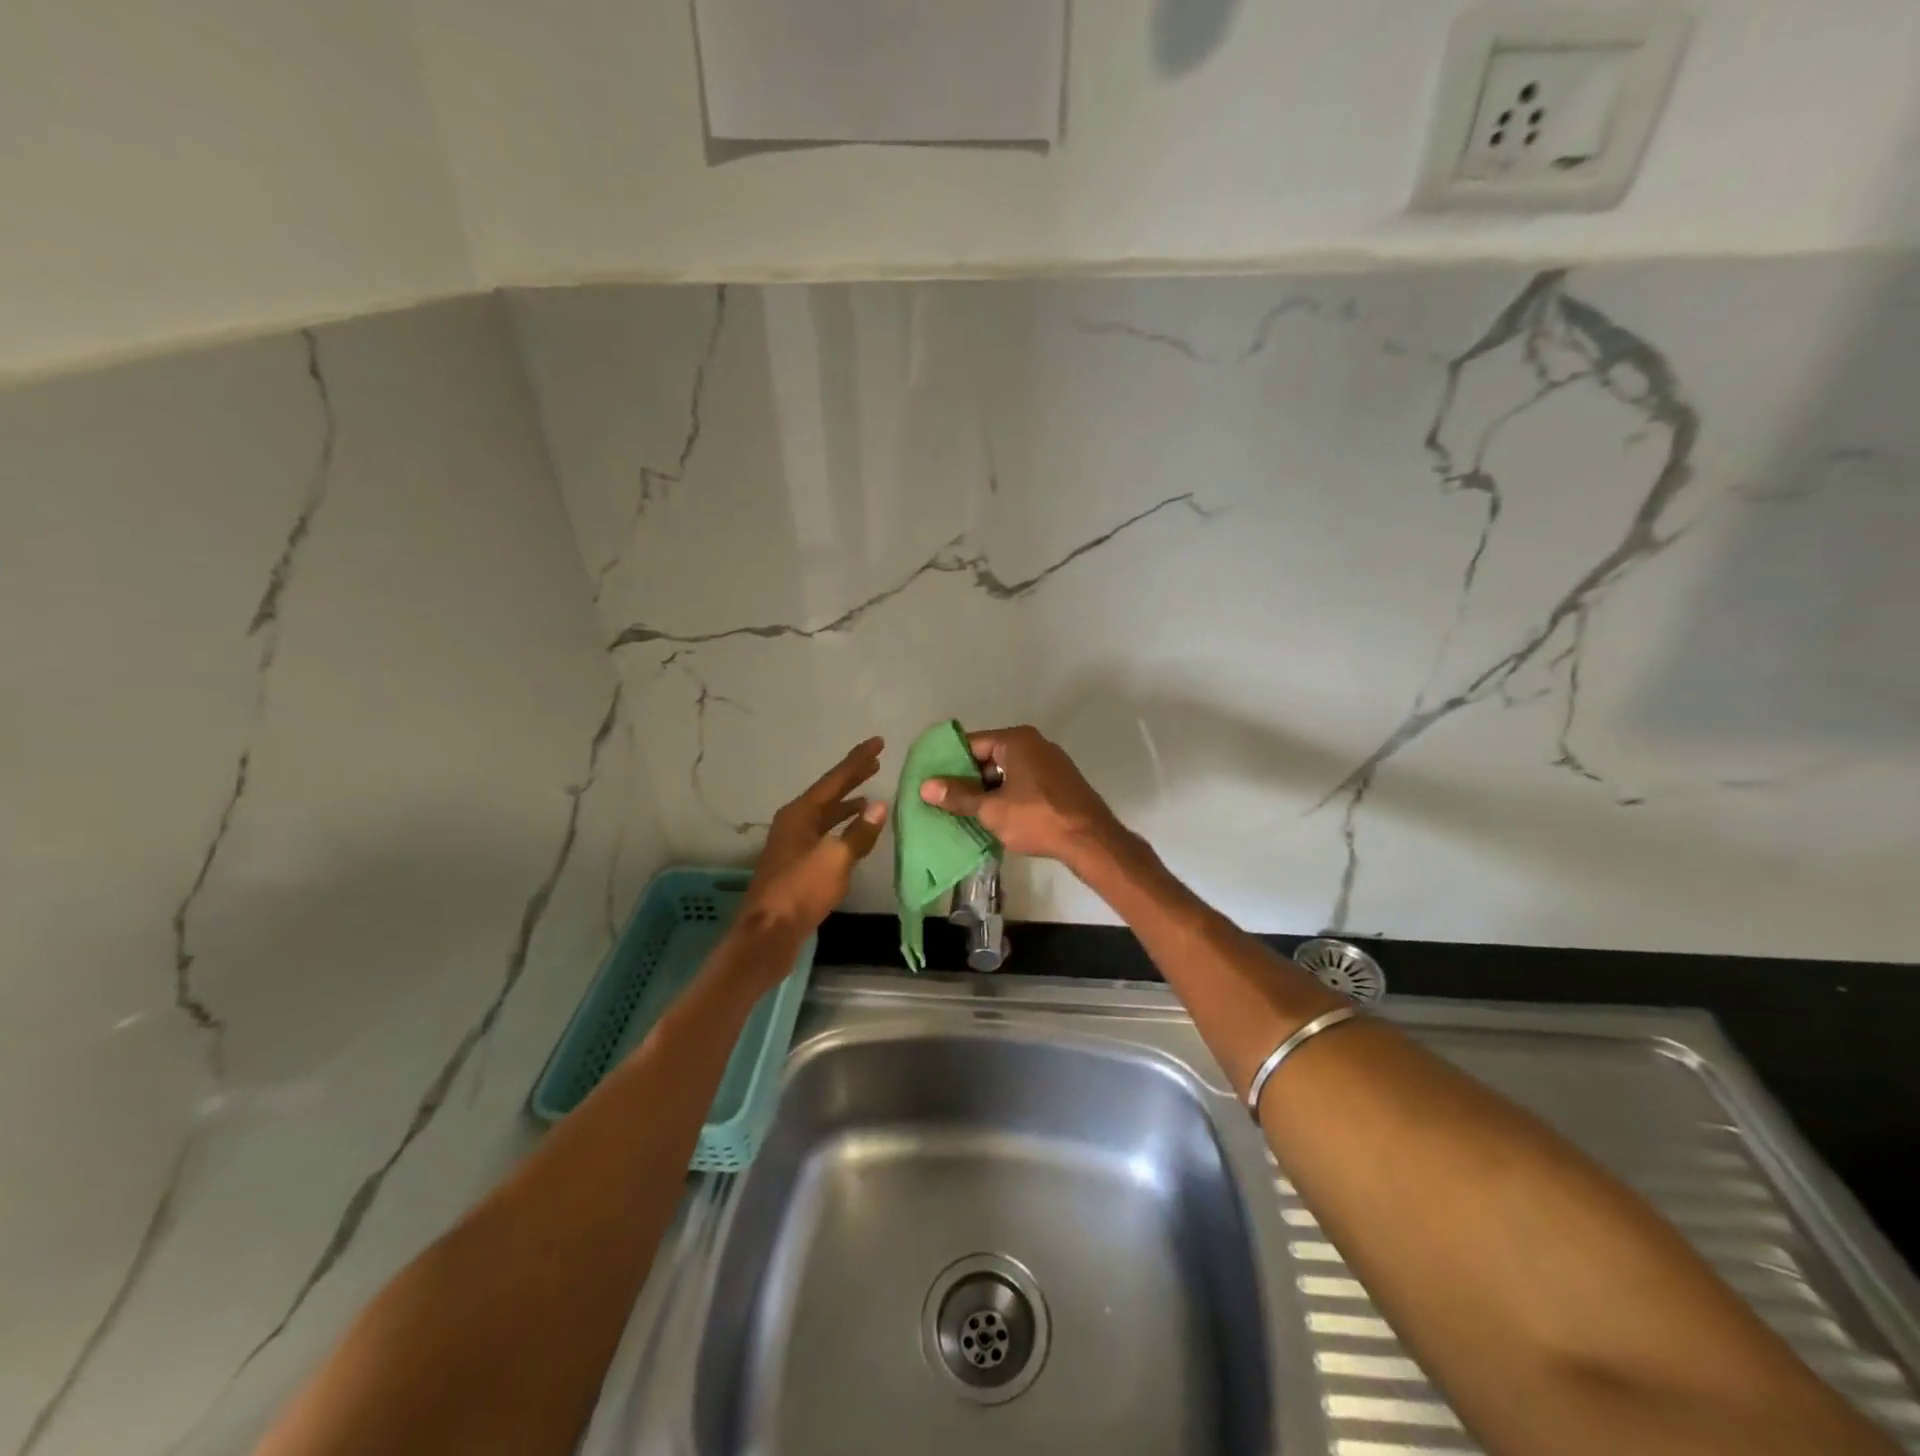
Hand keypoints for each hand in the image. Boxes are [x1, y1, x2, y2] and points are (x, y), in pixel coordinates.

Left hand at [739, 738, 888, 946]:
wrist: (769, 933)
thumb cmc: (801, 890)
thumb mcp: (836, 859)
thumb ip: (859, 832)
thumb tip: (879, 805)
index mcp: (800, 813)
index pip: (835, 779)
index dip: (858, 761)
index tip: (878, 742)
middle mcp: (794, 822)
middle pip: (828, 793)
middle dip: (852, 777)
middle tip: (875, 761)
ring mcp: (792, 844)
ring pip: (825, 815)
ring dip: (846, 804)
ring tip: (869, 794)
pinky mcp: (796, 865)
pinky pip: (823, 834)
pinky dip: (841, 827)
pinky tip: (853, 835)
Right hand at [918, 725, 1121, 868]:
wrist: (1091, 841)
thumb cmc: (1038, 819)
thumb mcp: (991, 809)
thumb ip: (958, 796)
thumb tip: (925, 786)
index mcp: (1017, 741)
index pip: (972, 744)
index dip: (949, 763)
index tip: (932, 782)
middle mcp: (1035, 745)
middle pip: (989, 758)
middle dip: (968, 780)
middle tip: (945, 801)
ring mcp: (1050, 764)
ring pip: (1007, 774)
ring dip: (988, 792)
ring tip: (965, 814)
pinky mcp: (1060, 784)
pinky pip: (1024, 785)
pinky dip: (1008, 797)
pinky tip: (996, 819)